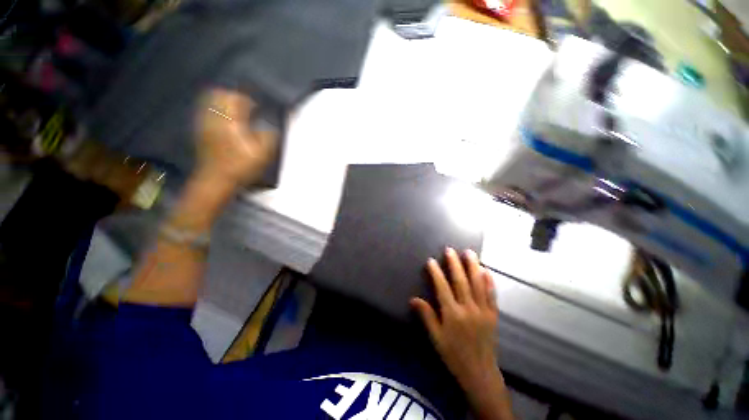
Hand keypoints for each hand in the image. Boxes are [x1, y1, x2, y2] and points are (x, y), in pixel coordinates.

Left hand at [196, 89, 276, 187]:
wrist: (216, 180)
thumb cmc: (240, 167)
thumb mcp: (262, 155)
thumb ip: (268, 137)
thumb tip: (269, 127)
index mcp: (231, 122)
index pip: (236, 99)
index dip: (247, 100)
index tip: (256, 108)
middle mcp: (215, 118)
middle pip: (219, 95)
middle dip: (233, 97)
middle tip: (244, 106)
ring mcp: (205, 124)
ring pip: (210, 102)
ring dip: (223, 103)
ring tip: (235, 112)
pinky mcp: (201, 132)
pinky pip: (206, 112)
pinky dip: (216, 112)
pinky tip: (224, 122)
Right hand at [411, 248, 499, 392]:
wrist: (480, 373)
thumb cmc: (454, 354)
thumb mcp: (436, 337)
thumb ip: (426, 316)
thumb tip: (413, 299)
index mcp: (452, 314)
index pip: (442, 288)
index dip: (436, 273)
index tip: (431, 260)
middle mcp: (468, 309)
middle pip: (461, 281)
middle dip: (455, 264)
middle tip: (450, 250)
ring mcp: (483, 311)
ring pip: (478, 284)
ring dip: (473, 266)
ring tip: (469, 252)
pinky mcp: (493, 315)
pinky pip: (492, 294)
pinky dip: (489, 281)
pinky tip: (486, 270)